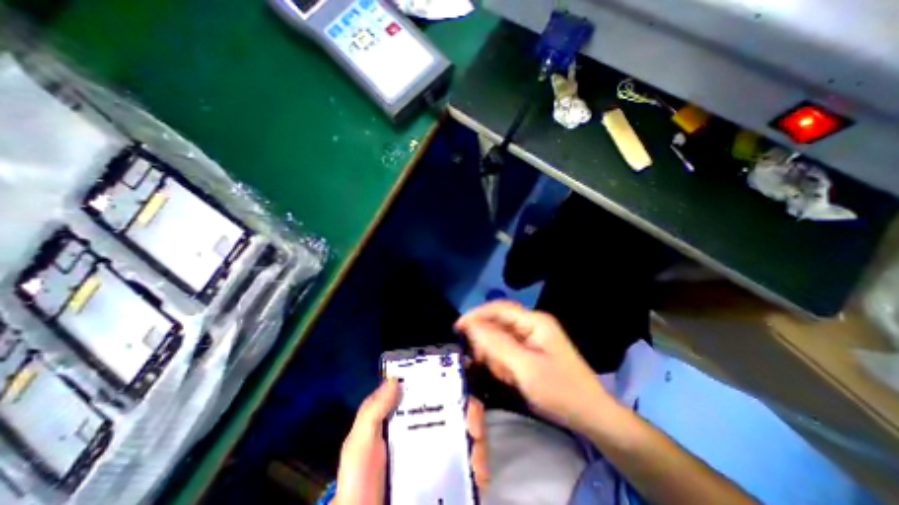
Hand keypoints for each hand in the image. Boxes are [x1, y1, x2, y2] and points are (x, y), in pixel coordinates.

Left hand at [332, 378, 489, 504]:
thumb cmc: (360, 481)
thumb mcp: (360, 443)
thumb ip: (372, 410)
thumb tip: (395, 379)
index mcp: (411, 419)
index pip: (434, 393)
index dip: (448, 382)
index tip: (459, 378)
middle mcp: (431, 433)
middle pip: (458, 410)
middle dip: (471, 408)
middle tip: (471, 419)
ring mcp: (443, 457)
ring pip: (470, 434)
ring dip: (479, 434)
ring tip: (475, 443)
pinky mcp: (453, 481)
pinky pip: (474, 467)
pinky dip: (481, 464)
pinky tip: (476, 470)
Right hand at [458, 302, 610, 432]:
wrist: (591, 416)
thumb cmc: (560, 391)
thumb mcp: (524, 369)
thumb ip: (497, 344)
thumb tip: (471, 325)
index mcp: (534, 322)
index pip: (498, 309)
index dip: (476, 315)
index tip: (457, 327)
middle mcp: (532, 324)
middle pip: (499, 323)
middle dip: (487, 341)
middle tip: (481, 361)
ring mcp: (533, 338)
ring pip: (502, 337)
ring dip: (496, 355)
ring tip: (502, 374)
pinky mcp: (532, 350)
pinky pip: (509, 349)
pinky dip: (503, 362)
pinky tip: (508, 376)